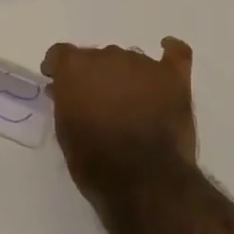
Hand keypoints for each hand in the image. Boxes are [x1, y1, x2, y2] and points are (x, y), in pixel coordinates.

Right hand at [40, 37, 198, 196]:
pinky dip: (170, 53)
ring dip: (125, 75)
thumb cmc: (96, 162)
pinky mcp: (174, 78)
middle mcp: (108, 56)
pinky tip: (167, 53)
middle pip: (97, 57)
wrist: (145, 180)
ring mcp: (144, 64)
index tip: (57, 82)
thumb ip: (65, 103)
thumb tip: (66, 90)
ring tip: (130, 102)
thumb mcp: (65, 134)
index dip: (58, 67)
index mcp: (76, 68)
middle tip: (97, 102)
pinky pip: (175, 54)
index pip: (61, 53)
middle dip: (94, 75)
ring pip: (130, 59)